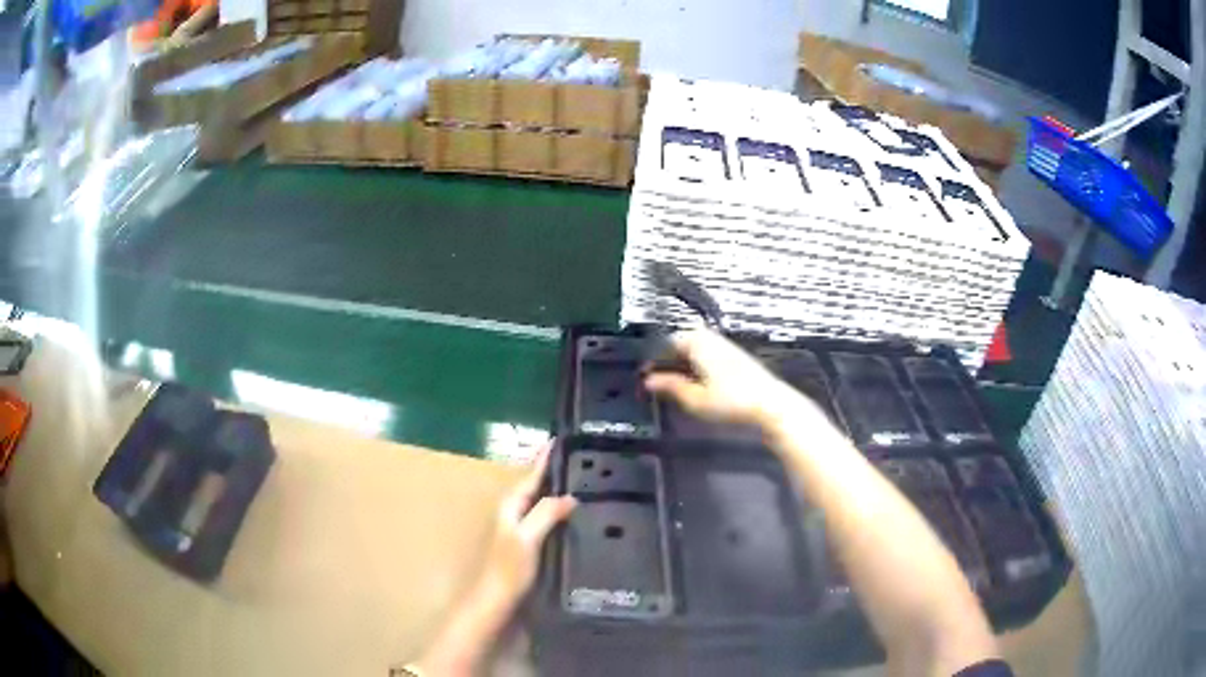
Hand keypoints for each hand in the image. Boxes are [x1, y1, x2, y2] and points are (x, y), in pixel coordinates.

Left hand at [474, 443, 575, 614]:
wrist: (497, 598)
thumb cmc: (508, 569)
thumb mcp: (528, 538)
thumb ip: (546, 515)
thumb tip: (570, 496)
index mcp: (511, 506)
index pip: (530, 476)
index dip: (542, 460)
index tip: (556, 440)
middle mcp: (512, 513)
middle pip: (533, 486)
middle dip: (549, 471)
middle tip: (572, 456)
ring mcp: (518, 529)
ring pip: (538, 501)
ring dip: (552, 489)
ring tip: (574, 479)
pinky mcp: (526, 543)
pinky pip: (543, 516)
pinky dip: (555, 509)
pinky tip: (569, 514)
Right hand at [644, 329, 831, 434]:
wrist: (772, 406)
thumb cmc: (731, 402)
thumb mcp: (694, 399)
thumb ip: (670, 387)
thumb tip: (649, 381)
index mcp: (696, 341)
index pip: (665, 343)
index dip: (653, 362)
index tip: (645, 379)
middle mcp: (710, 337)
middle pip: (681, 345)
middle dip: (668, 363)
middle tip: (658, 386)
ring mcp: (725, 346)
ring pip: (695, 352)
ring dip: (683, 367)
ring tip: (677, 389)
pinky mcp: (737, 358)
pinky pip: (708, 357)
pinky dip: (698, 369)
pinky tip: (699, 388)